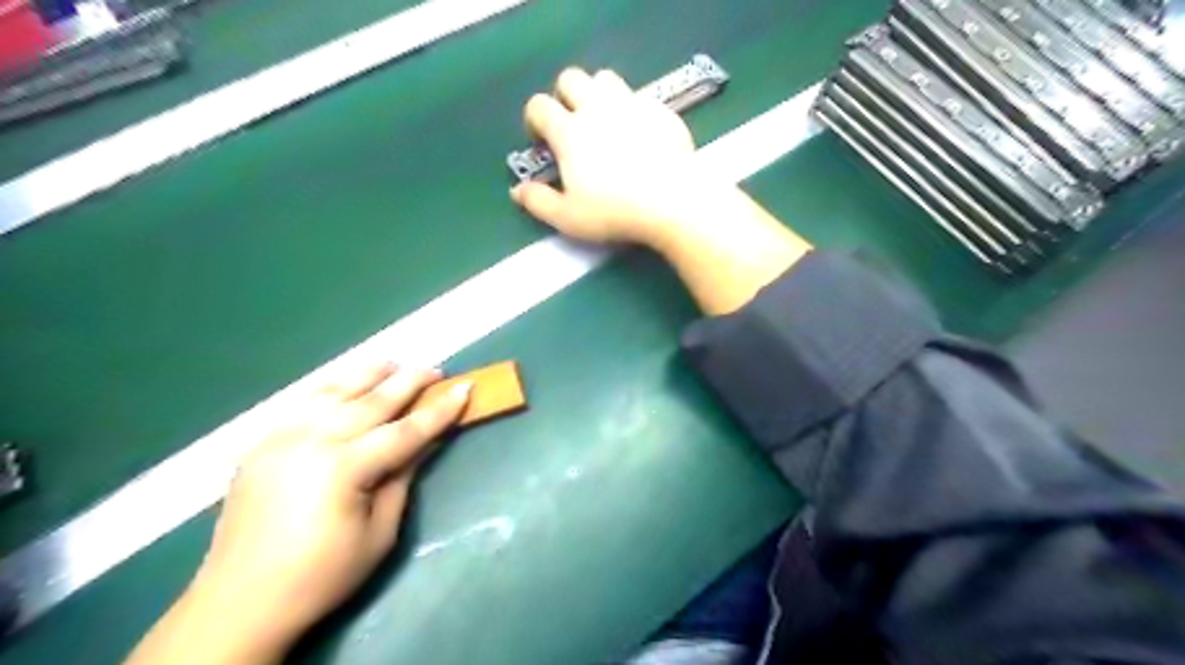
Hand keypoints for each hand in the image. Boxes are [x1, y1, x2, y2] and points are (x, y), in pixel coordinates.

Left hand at [129, 363, 474, 664]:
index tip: (464, 388)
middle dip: (409, 382)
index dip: (439, 411)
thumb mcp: (379, 532)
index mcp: (342, 468)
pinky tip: (347, 384)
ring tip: (394, 365)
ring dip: (369, 375)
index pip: (404, 431)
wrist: (239, 603)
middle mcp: (310, 441)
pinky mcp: (261, 443)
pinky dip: (331, 388)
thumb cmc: (322, 575)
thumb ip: (402, 478)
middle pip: (371, 401)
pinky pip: (302, 403)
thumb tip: (424, 441)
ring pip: (334, 392)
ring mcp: (280, 438)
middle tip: (436, 370)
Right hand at [521, 65, 814, 315]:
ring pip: (606, 78)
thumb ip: (538, 202)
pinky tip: (640, 136)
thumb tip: (517, 191)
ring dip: (598, 94)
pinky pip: (639, 96)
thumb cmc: (615, 212)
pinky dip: (632, 110)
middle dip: (564, 97)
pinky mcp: (660, 109)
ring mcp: (631, 104)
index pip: (539, 106)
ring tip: (605, 124)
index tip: (542, 141)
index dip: (534, 120)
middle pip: (571, 78)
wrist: (673, 201)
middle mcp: (597, 108)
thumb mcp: (569, 218)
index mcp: (570, 132)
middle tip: (573, 126)